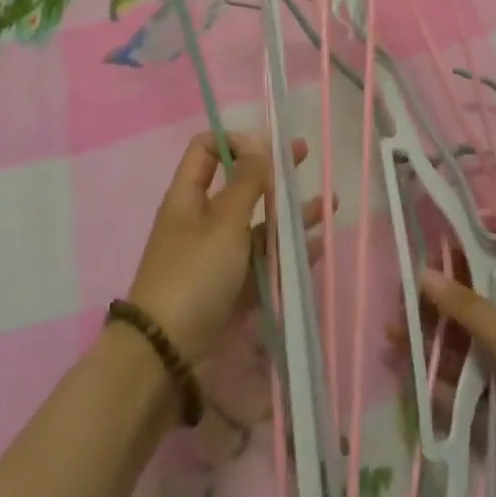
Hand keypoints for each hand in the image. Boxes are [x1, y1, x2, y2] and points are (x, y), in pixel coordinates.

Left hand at [127, 130, 324, 365]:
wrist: (166, 355)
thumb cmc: (193, 275)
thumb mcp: (223, 223)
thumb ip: (246, 182)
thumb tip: (258, 142)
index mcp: (188, 196)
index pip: (206, 149)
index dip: (234, 141)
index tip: (265, 148)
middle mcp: (201, 220)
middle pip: (239, 185)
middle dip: (273, 171)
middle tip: (305, 156)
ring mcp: (216, 256)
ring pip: (257, 225)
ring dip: (290, 214)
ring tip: (329, 205)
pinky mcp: (229, 288)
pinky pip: (262, 261)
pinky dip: (287, 252)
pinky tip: (317, 247)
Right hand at [417, 271, 495, 496]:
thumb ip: (467, 308)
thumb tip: (423, 272)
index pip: (483, 283)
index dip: (453, 272)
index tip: (417, 261)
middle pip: (464, 319)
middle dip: (432, 311)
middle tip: (396, 302)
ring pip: (456, 356)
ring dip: (426, 346)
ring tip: (392, 336)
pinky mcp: (488, 417)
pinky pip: (455, 395)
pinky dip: (433, 384)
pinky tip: (406, 372)